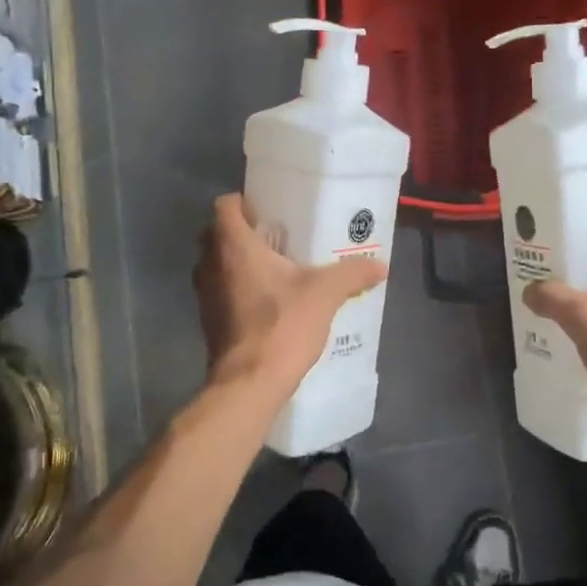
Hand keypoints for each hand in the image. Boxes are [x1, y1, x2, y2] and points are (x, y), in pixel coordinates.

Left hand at [195, 194, 386, 393]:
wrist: (249, 384)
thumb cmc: (281, 325)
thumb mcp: (325, 294)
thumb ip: (352, 274)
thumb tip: (380, 265)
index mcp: (233, 246)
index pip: (225, 205)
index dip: (244, 202)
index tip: (268, 209)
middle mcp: (211, 264)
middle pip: (218, 234)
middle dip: (243, 232)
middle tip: (277, 237)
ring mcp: (205, 295)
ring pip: (217, 265)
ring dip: (238, 263)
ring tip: (275, 269)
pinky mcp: (209, 321)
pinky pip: (221, 292)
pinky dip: (237, 290)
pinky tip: (267, 302)